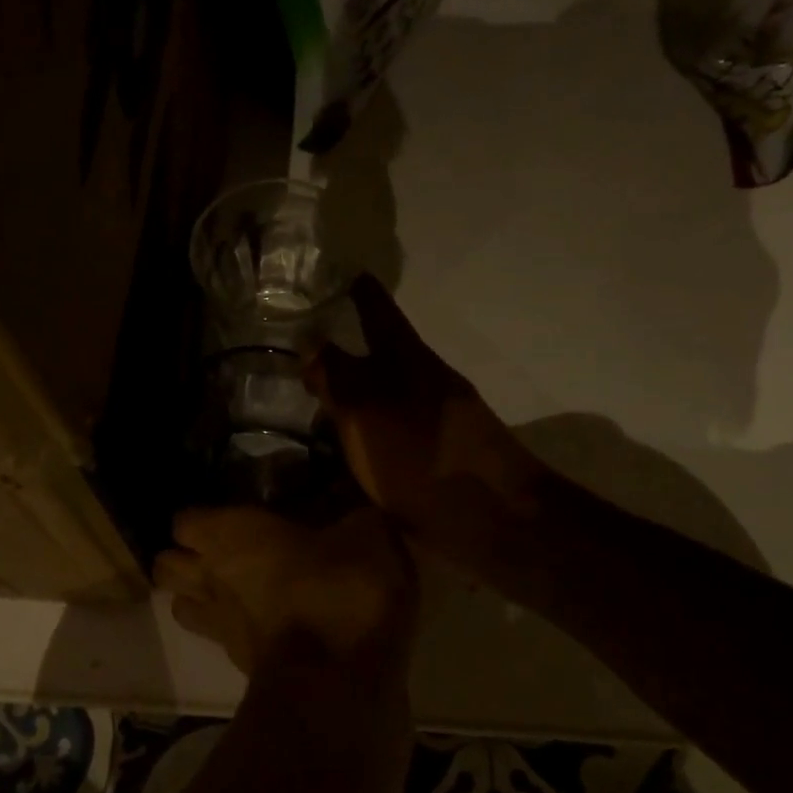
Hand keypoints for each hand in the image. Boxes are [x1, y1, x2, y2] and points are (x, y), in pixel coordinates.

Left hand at [154, 505, 418, 681]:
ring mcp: (219, 625)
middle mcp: (211, 577)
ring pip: (180, 606)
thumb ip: (352, 518)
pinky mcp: (237, 664)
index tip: (226, 520)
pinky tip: (260, 626)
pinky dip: (230, 632)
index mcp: (230, 535)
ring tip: (227, 591)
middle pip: (166, 565)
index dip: (201, 520)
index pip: (185, 521)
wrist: (341, 678)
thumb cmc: (341, 587)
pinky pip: (217, 640)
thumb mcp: (366, 534)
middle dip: (183, 558)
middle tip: (219, 554)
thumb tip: (355, 514)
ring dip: (196, 597)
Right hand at [306, 277, 546, 537]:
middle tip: (304, 351)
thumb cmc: (421, 454)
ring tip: (313, 403)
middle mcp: (422, 384)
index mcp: (409, 361)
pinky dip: (361, 435)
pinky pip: (385, 435)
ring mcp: (430, 422)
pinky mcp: (430, 459)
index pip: (379, 313)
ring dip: (352, 397)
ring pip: (382, 398)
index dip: (361, 293)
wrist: (487, 518)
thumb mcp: (366, 411)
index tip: (343, 274)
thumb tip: (311, 343)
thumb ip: (336, 376)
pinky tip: (337, 452)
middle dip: (347, 351)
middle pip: (381, 356)